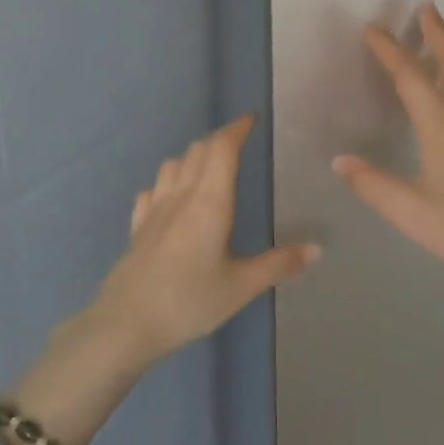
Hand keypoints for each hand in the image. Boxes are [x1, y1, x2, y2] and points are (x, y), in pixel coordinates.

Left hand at [87, 115, 318, 364]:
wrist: (125, 325)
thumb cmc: (189, 302)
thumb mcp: (241, 287)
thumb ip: (279, 265)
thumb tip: (318, 249)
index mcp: (210, 202)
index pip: (223, 149)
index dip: (237, 129)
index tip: (251, 119)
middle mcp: (181, 196)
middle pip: (198, 151)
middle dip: (219, 140)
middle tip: (238, 142)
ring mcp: (154, 210)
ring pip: (172, 165)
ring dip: (192, 157)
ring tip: (208, 166)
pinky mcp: (137, 227)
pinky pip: (152, 191)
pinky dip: (166, 183)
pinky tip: (170, 198)